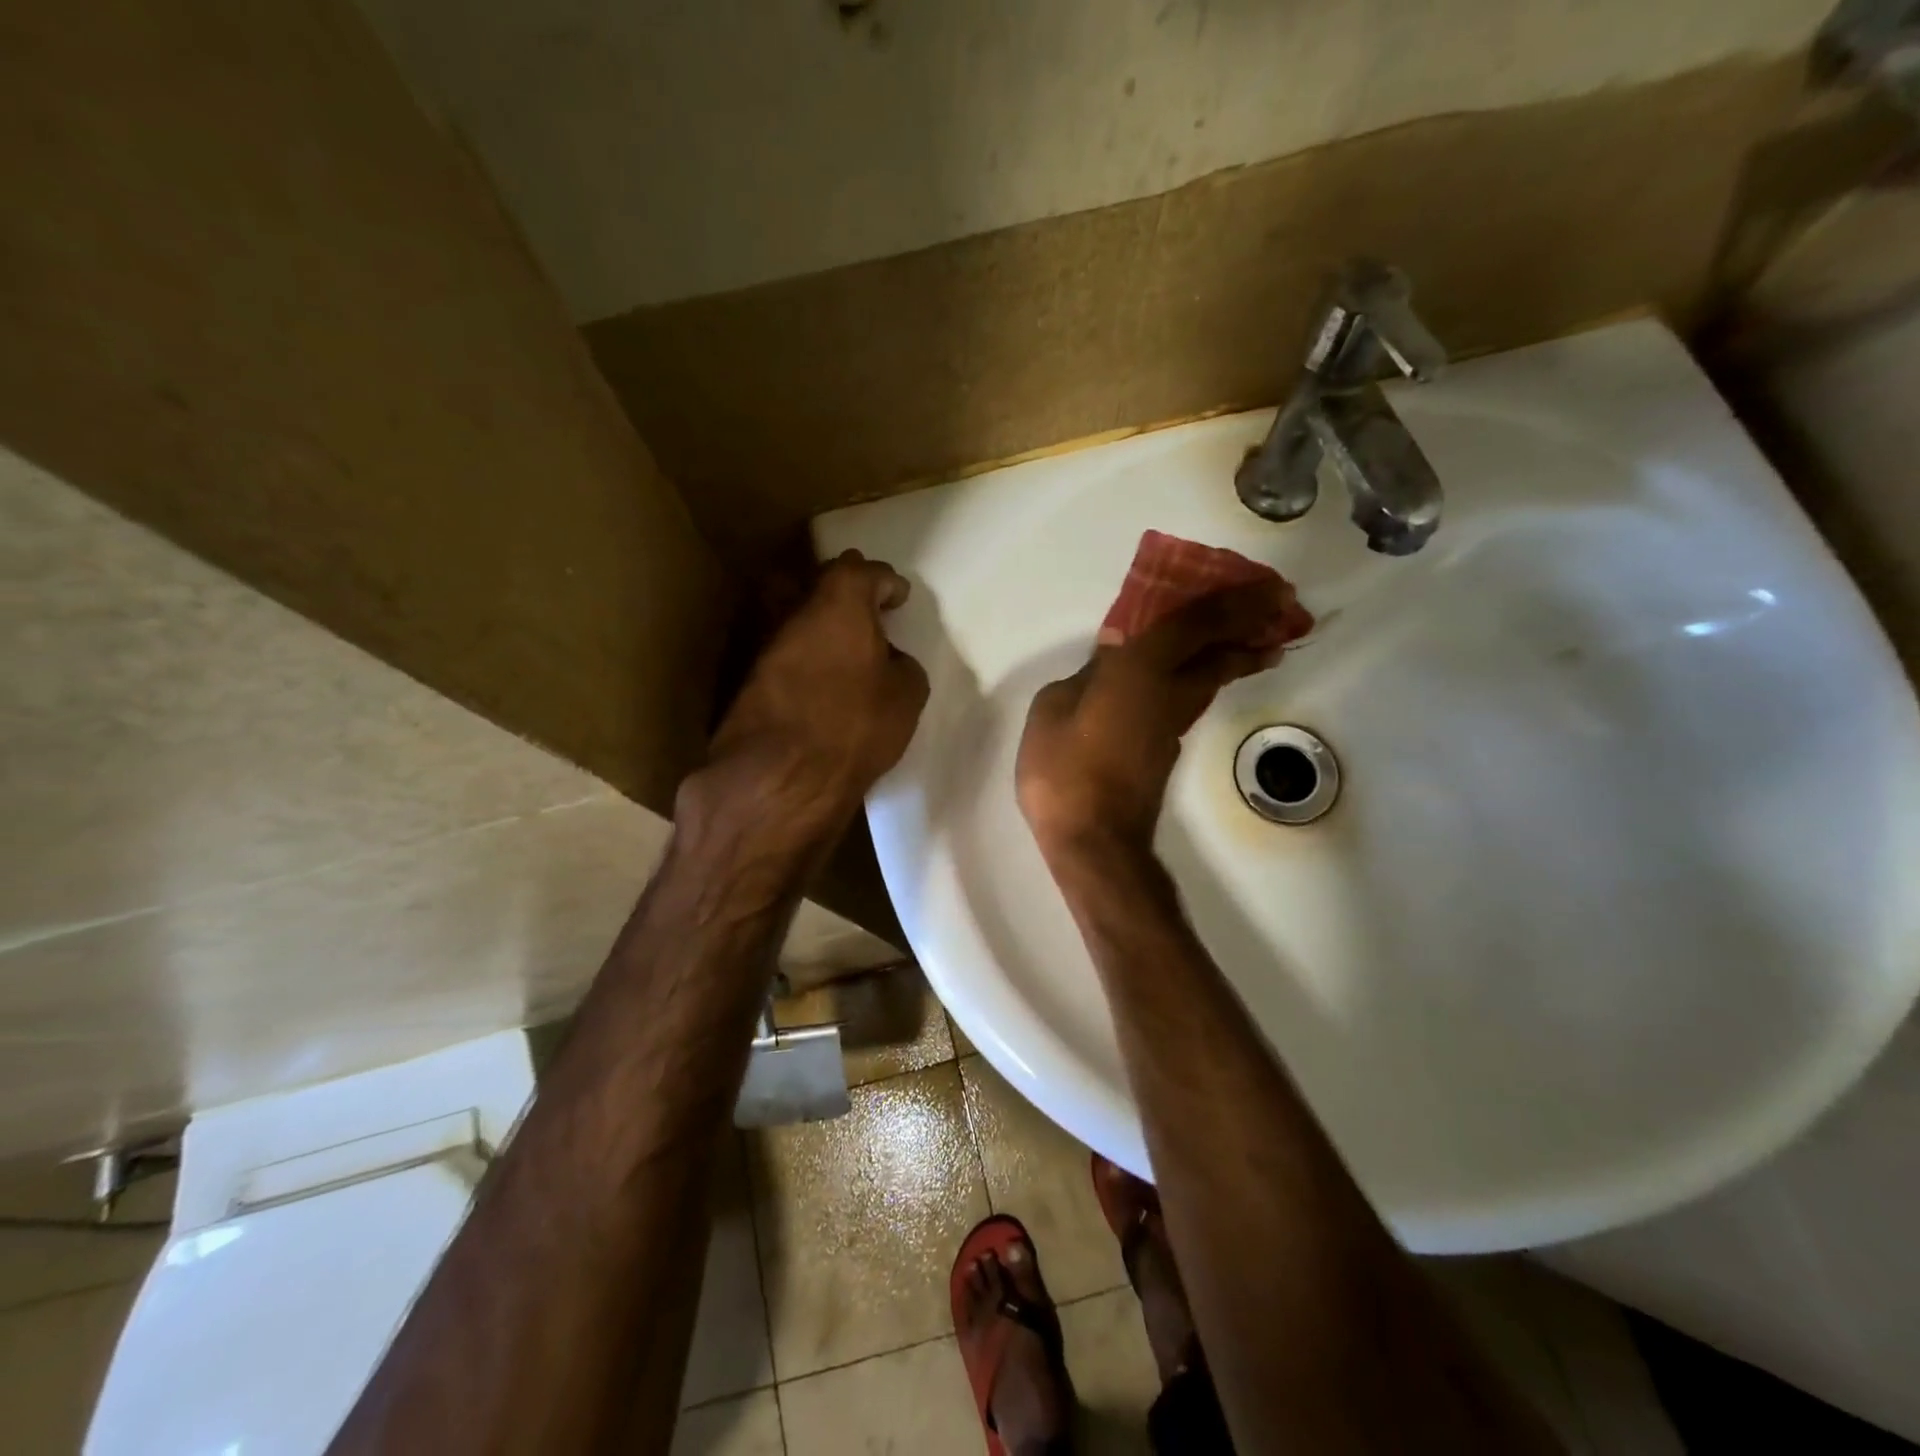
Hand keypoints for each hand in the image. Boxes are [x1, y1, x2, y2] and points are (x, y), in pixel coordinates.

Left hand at [690, 550, 928, 854]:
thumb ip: (901, 665)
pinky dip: (795, 655)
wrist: (778, 778)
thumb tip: (888, 661)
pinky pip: (776, 650)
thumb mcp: (907, 696)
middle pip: (816, 581)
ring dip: (813, 623)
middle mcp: (792, 609)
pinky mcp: (740, 677)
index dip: (885, 582)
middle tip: (863, 612)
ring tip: (836, 646)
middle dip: (841, 590)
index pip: (863, 571)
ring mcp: (758, 641)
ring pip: (789, 614)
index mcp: (838, 603)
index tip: (898, 598)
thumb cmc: (855, 727)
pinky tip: (810, 677)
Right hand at [1017, 578, 1310, 860]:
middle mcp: (1168, 693)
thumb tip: (1109, 658)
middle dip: (1250, 628)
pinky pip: (1188, 702)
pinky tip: (1183, 683)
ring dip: (1234, 658)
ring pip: (1210, 682)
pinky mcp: (1165, 753)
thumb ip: (1083, 676)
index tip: (1269, 587)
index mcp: (1140, 670)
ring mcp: (1171, 727)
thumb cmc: (1063, 768)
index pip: (1195, 624)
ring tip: (1252, 644)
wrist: (1093, 839)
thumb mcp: (1051, 709)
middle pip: (1219, 654)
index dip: (1234, 601)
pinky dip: (1200, 682)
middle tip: (1278, 609)